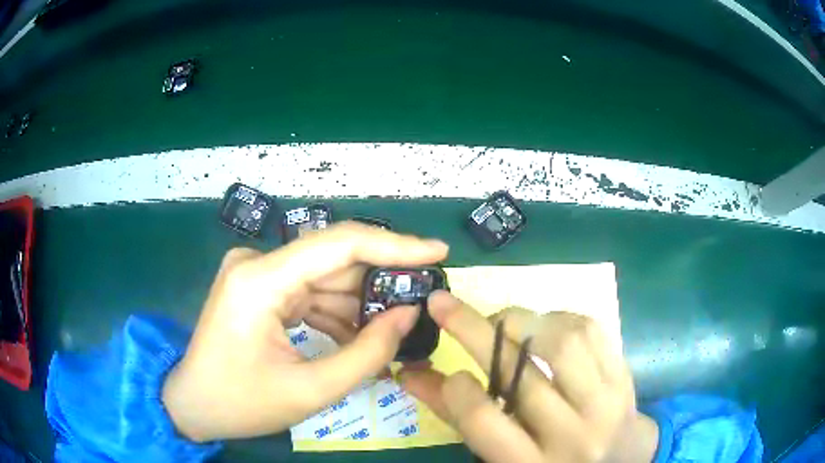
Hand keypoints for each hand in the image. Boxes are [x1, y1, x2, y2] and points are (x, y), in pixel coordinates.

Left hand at [162, 222, 448, 441]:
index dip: (395, 245)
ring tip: (389, 333)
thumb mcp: (310, 390)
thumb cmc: (241, 403)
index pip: (340, 244)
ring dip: (358, 305)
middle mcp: (257, 263)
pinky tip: (353, 339)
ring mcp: (256, 273)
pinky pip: (309, 292)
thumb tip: (407, 315)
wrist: (191, 404)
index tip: (438, 251)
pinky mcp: (258, 287)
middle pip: (334, 261)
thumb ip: (367, 353)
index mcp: (260, 279)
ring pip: (325, 279)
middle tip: (421, 303)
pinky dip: (335, 314)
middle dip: (380, 284)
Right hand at [400, 292, 658, 462]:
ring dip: (522, 320)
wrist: (620, 460)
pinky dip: (559, 316)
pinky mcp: (624, 375)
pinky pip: (591, 329)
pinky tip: (545, 326)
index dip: (455, 388)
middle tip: (445, 305)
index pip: (483, 421)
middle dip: (474, 330)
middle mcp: (571, 436)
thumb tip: (410, 374)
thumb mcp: (502, 456)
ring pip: (561, 343)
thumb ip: (458, 417)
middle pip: (520, 375)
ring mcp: (605, 403)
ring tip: (502, 322)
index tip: (448, 370)